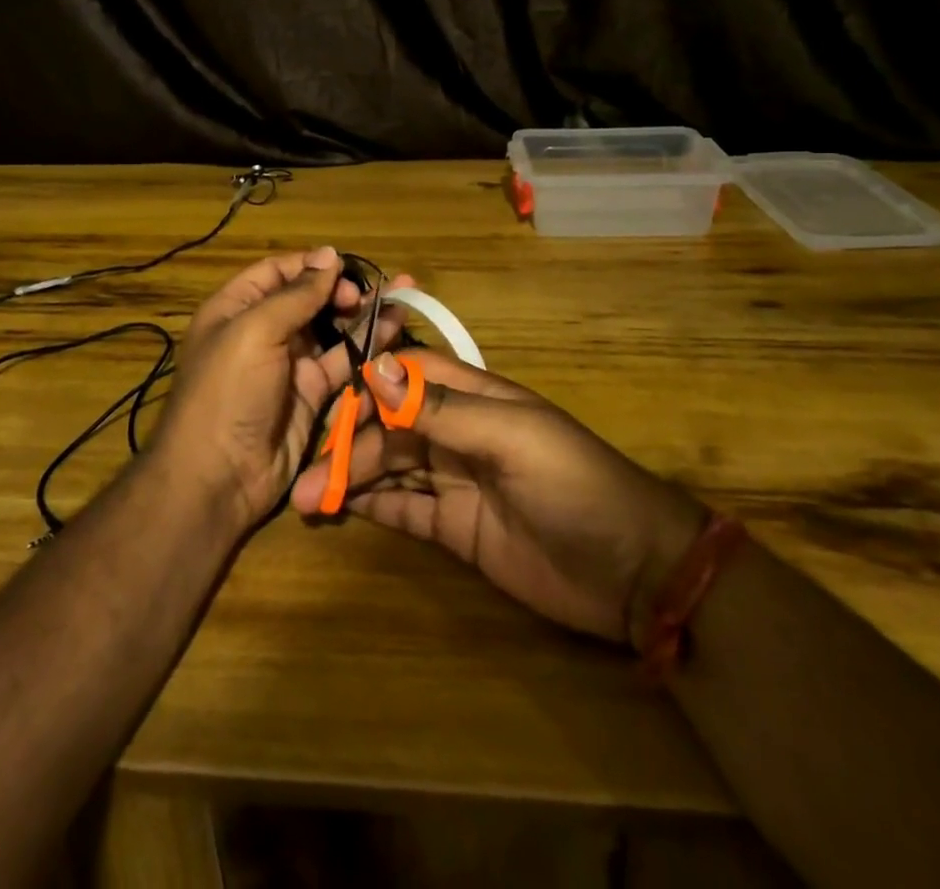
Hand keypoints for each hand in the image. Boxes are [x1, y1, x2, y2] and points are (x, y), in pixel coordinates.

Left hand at [151, 248, 411, 531]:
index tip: (344, 266)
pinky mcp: (312, 396)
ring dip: (361, 316)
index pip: (277, 272)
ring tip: (397, 300)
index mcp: (236, 309)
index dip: (310, 265)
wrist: (218, 478)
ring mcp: (289, 365)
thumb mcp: (255, 332)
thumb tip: (330, 255)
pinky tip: (393, 332)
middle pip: (308, 300)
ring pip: (331, 330)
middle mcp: (263, 332)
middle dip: (340, 290)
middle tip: (365, 294)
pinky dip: (367, 349)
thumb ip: (296, 295)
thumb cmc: (227, 391)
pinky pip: (343, 364)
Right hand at [291, 351, 705, 645]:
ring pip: (389, 467)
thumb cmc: (574, 485)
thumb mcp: (510, 438)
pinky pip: (403, 508)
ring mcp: (454, 480)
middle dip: (347, 446)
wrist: (633, 571)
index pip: (405, 378)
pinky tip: (338, 509)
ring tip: (306, 498)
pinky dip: (370, 505)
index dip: (365, 389)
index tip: (325, 408)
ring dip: (349, 478)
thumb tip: (374, 368)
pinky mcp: (455, 528)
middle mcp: (457, 433)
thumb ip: (440, 409)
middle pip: (388, 427)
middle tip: (306, 479)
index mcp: (472, 397)